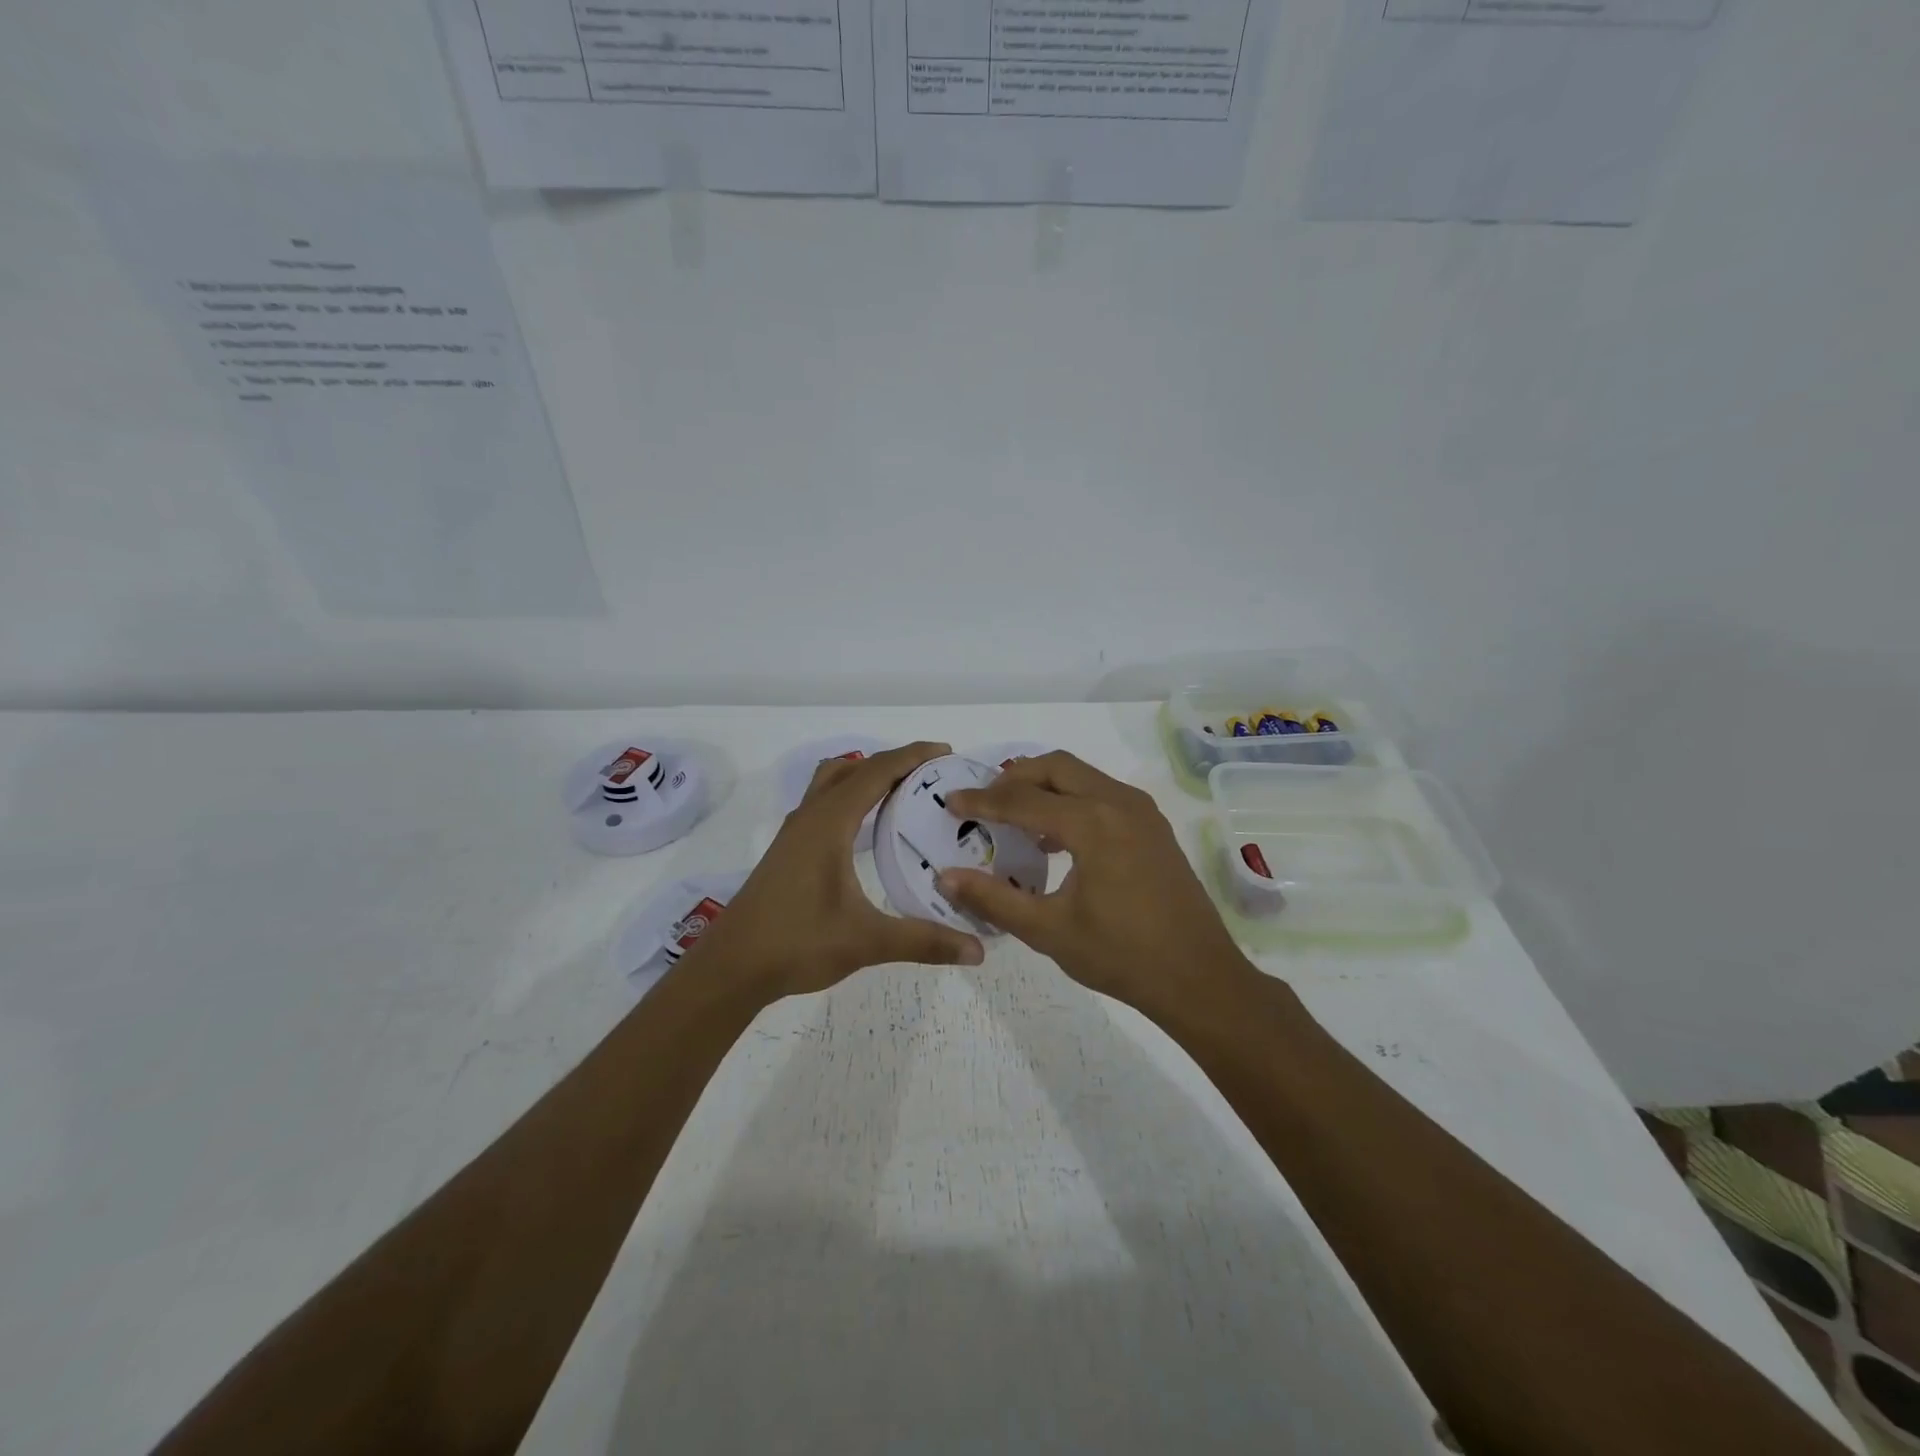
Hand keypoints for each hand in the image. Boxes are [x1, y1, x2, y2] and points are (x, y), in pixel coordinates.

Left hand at [685, 740, 985, 1001]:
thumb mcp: (866, 941)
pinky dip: (851, 796)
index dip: (912, 756)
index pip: (876, 772)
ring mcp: (795, 832)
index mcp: (829, 824)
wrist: (731, 966)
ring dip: (867, 775)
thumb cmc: (796, 944)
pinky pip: (825, 802)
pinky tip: (868, 827)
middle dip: (894, 762)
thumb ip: (923, 941)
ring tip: (903, 792)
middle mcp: (810, 817)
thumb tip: (977, 951)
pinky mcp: (788, 849)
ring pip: (832, 782)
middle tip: (932, 773)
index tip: (946, 752)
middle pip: (854, 768)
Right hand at [937, 751, 1251, 1017]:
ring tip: (1014, 817)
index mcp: (1093, 822)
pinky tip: (1055, 838)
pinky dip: (1072, 800)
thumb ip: (993, 899)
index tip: (951, 802)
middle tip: (984, 802)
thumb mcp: (1048, 931)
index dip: (982, 800)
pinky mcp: (1153, 827)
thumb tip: (946, 877)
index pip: (1023, 799)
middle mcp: (1119, 803)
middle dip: (1015, 778)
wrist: (1199, 978)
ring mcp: (1142, 812)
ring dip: (1045, 786)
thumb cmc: (1121, 956)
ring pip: (1083, 776)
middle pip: (1056, 767)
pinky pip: (1103, 794)